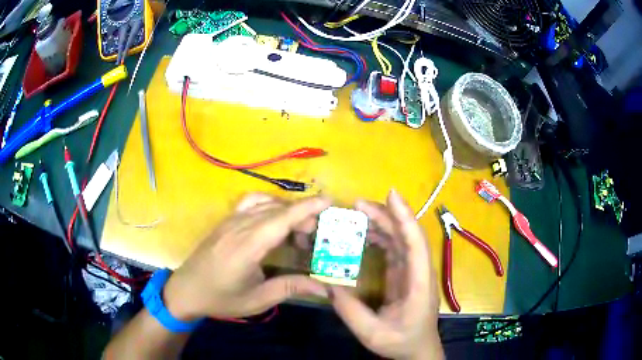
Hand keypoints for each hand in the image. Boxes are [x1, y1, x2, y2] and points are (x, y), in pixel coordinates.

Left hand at [163, 193, 330, 320]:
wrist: (186, 291)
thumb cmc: (221, 299)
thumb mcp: (257, 299)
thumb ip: (291, 288)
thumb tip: (325, 288)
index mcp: (247, 247)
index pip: (281, 219)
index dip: (306, 207)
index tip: (328, 201)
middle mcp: (238, 227)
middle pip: (276, 209)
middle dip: (302, 214)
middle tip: (316, 233)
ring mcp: (229, 221)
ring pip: (264, 203)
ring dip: (285, 209)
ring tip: (298, 228)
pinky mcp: (224, 222)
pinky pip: (250, 203)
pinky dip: (268, 205)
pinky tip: (272, 219)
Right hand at [330, 190, 442, 359]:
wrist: (418, 349)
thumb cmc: (401, 342)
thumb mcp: (372, 333)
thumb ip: (350, 311)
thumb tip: (328, 284)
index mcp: (419, 283)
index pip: (415, 243)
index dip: (404, 217)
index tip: (390, 194)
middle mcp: (419, 271)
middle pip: (407, 235)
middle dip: (386, 215)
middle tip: (357, 205)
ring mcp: (413, 271)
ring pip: (401, 238)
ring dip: (383, 223)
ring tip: (357, 215)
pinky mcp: (406, 273)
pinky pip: (395, 248)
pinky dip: (381, 237)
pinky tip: (365, 234)